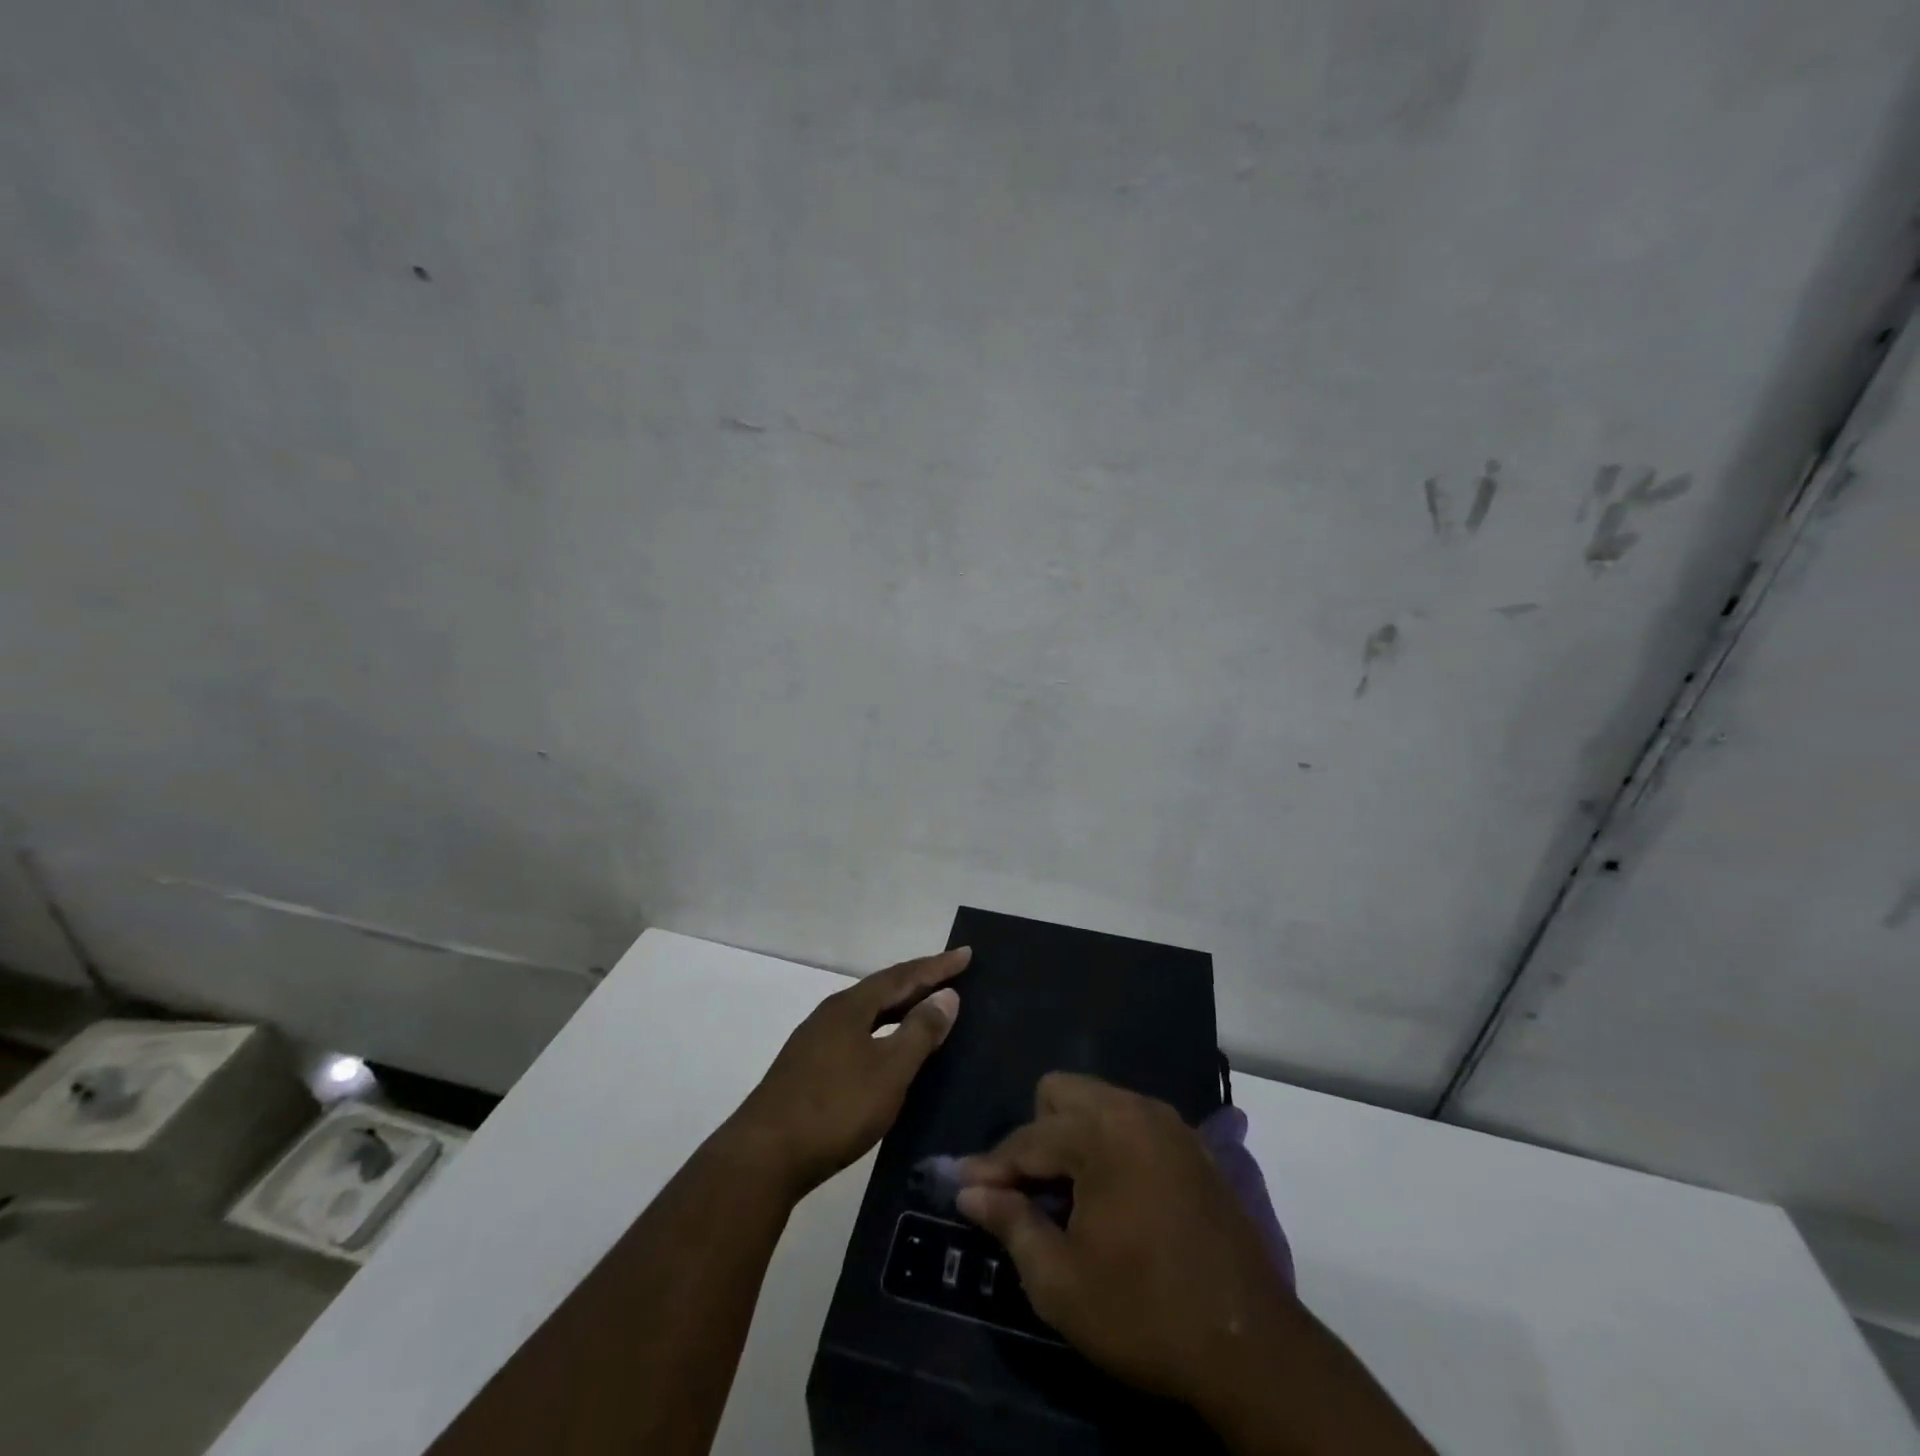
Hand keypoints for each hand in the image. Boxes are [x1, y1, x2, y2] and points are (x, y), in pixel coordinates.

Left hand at [731, 947, 966, 1198]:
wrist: (764, 1157)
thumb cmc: (835, 1108)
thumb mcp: (889, 1070)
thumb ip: (920, 1031)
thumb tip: (946, 995)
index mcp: (851, 1006)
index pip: (902, 976)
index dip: (937, 966)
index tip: (966, 953)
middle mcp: (831, 1014)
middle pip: (882, 990)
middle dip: (918, 982)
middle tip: (952, 976)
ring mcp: (815, 1042)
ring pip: (867, 1014)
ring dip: (899, 1008)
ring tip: (926, 1009)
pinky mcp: (806, 1069)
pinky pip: (856, 1035)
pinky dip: (882, 1032)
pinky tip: (888, 1051)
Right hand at [956, 1072, 1294, 1415]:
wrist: (1252, 1348)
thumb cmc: (1145, 1313)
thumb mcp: (1061, 1282)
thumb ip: (1011, 1224)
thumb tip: (970, 1190)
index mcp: (1101, 1133)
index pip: (1028, 1138)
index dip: (990, 1167)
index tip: (961, 1186)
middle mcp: (1135, 1109)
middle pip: (1061, 1092)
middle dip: (1036, 1134)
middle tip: (1030, 1191)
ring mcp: (1169, 1123)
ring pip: (1098, 1101)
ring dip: (1072, 1136)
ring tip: (1067, 1196)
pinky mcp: (1193, 1145)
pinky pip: (1132, 1121)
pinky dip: (1110, 1144)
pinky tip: (1112, 1195)